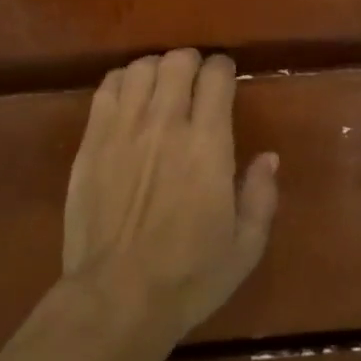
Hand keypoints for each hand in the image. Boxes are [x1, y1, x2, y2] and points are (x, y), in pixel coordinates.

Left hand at [59, 49, 279, 360]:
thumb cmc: (189, 277)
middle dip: (191, 62)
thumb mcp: (245, 246)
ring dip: (156, 69)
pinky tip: (128, 98)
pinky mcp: (91, 142)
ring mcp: (123, 130)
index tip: (226, 77)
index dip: (223, 68)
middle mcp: (166, 125)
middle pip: (177, 62)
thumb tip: (268, 156)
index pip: (216, 77)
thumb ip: (261, 195)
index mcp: (208, 146)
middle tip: (195, 80)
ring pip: (140, 68)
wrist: (116, 298)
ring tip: (161, 87)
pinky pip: (106, 89)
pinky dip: (122, 82)